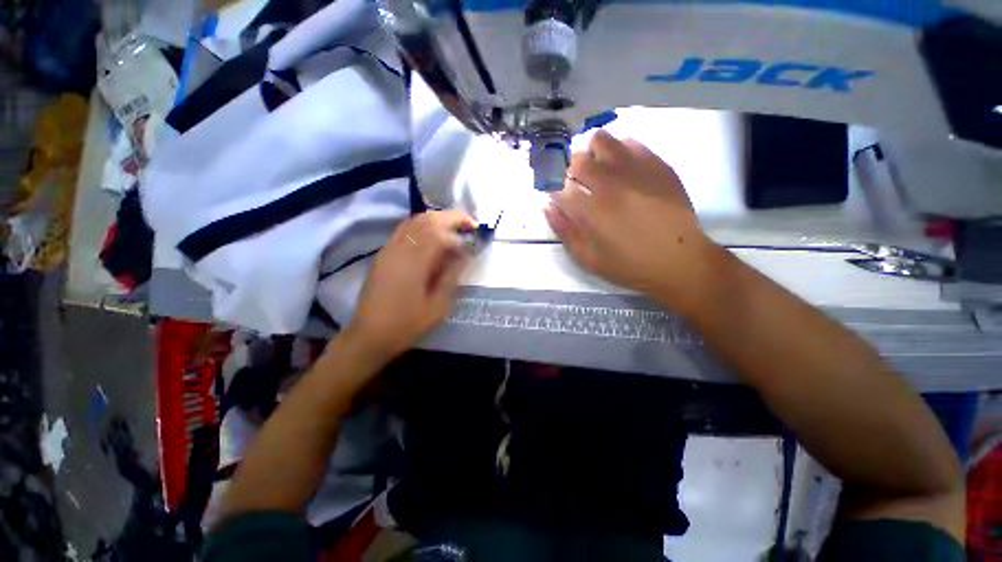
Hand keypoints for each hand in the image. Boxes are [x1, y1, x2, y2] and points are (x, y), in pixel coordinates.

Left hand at [345, 210, 475, 361]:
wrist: (369, 335)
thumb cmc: (406, 324)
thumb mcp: (437, 306)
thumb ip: (451, 276)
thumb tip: (464, 255)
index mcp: (414, 264)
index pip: (440, 234)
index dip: (461, 232)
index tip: (475, 237)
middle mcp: (400, 249)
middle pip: (427, 220)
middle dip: (451, 217)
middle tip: (470, 223)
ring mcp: (389, 249)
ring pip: (414, 221)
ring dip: (437, 218)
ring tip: (455, 226)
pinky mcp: (383, 254)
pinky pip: (404, 229)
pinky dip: (422, 225)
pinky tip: (433, 234)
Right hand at [545, 131, 720, 313]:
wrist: (679, 261)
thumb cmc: (628, 265)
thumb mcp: (588, 259)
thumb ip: (565, 231)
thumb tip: (547, 206)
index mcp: (590, 211)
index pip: (559, 188)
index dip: (554, 191)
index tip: (559, 198)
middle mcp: (609, 184)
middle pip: (577, 160)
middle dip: (570, 171)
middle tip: (577, 183)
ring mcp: (634, 171)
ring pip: (601, 141)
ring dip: (592, 154)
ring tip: (597, 169)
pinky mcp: (656, 165)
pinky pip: (630, 143)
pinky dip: (618, 151)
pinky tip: (621, 167)